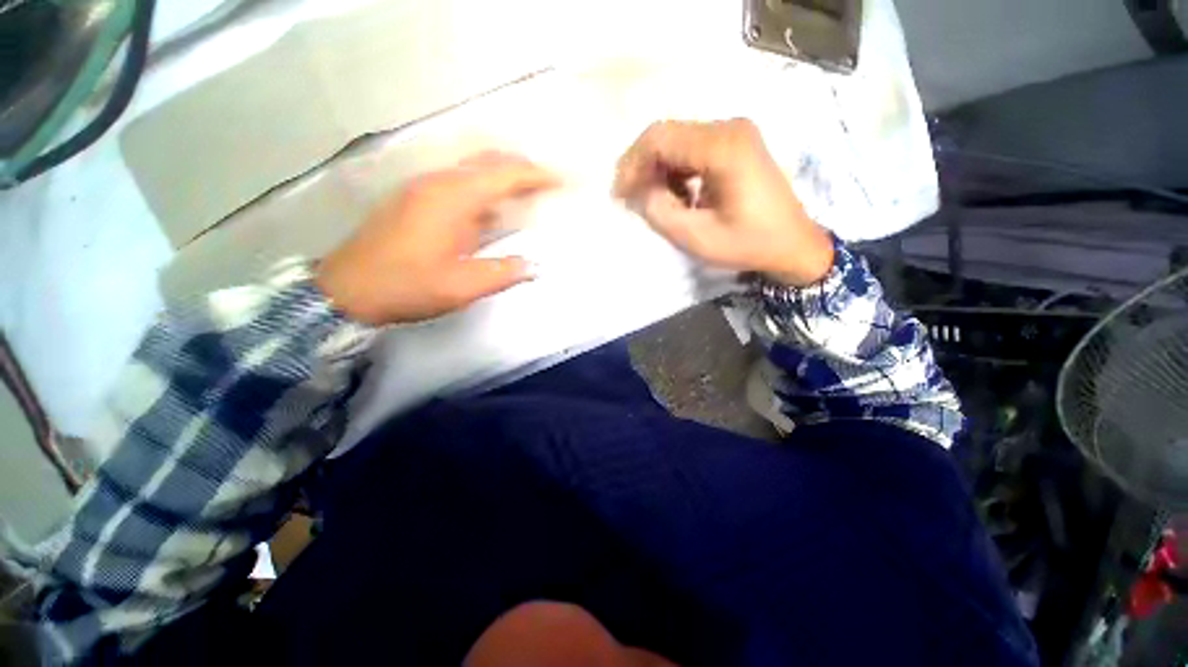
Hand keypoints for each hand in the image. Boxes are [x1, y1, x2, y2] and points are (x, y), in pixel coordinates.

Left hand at [317, 153, 559, 324]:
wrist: (346, 290)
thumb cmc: (407, 286)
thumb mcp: (461, 287)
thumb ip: (502, 273)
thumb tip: (533, 265)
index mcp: (453, 199)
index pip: (504, 174)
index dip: (537, 175)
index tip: (562, 180)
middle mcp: (438, 183)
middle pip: (488, 162)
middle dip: (522, 168)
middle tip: (548, 184)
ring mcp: (423, 188)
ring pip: (472, 170)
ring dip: (502, 177)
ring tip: (527, 194)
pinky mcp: (415, 200)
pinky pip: (459, 183)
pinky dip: (483, 189)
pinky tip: (491, 211)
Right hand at [613, 119, 833, 286]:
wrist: (793, 244)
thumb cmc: (748, 244)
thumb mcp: (697, 237)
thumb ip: (660, 212)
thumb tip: (638, 191)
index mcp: (723, 147)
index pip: (659, 138)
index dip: (632, 165)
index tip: (620, 195)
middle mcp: (729, 127)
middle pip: (666, 134)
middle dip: (642, 167)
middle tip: (632, 199)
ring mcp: (734, 132)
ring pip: (677, 140)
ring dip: (659, 170)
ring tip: (657, 202)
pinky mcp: (736, 143)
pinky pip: (692, 147)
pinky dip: (676, 170)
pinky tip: (678, 195)